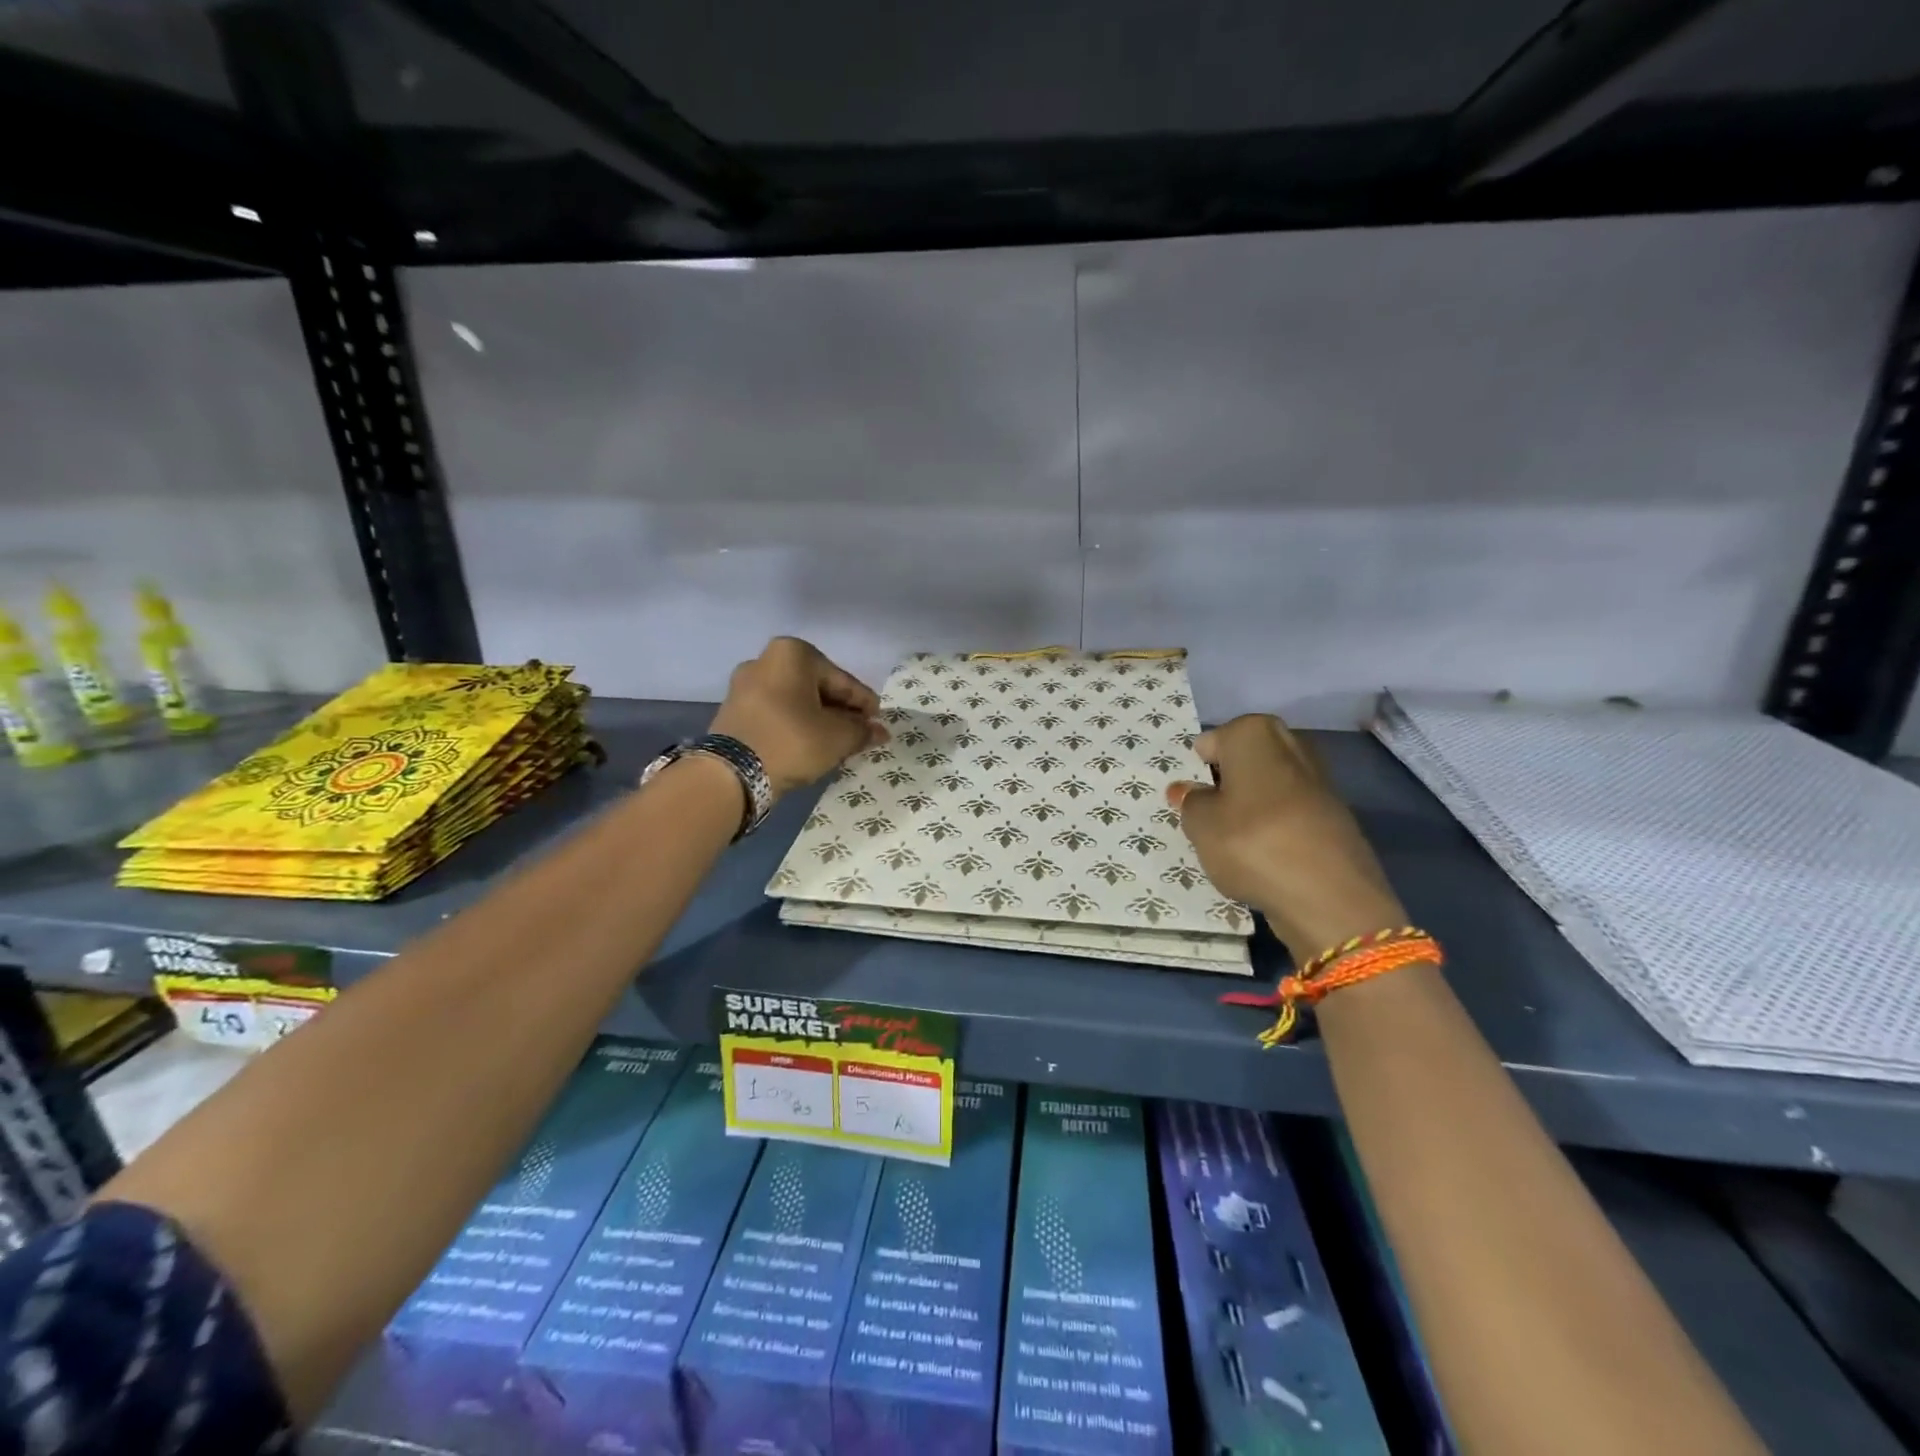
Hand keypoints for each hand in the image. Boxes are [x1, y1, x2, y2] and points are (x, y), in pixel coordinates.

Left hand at [709, 637, 885, 794]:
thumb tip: (878, 731)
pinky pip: (777, 713)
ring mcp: (745, 685)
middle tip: (859, 733)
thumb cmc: (792, 741)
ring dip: (818, 719)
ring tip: (837, 742)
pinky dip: (796, 725)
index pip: (842, 680)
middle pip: (817, 687)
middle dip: (840, 710)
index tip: (878, 722)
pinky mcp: (734, 711)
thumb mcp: (838, 737)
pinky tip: (810, 744)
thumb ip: (862, 731)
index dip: (864, 703)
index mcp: (793, 654)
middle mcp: (765, 660)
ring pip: (796, 701)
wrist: (732, 774)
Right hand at [1170, 714, 1406, 963]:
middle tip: (1206, 818)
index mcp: (1253, 733)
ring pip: (1266, 788)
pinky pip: (1288, 813)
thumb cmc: (1252, 844)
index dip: (1195, 773)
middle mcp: (1289, 744)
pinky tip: (1263, 857)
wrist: (1331, 897)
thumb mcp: (1200, 825)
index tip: (1188, 802)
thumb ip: (1190, 802)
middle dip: (1224, 784)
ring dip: (1249, 807)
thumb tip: (1188, 789)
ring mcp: (1317, 779)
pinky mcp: (1333, 815)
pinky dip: (1273, 828)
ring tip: (1232, 843)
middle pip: (1241, 761)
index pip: (1208, 744)